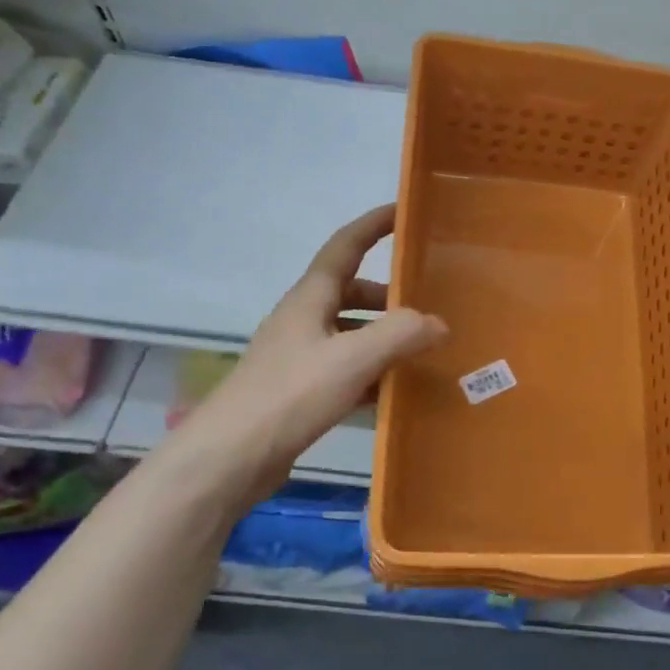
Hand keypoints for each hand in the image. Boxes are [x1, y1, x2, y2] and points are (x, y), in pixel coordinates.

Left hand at [173, 204, 446, 509]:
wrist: (230, 458)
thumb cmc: (290, 395)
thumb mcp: (353, 358)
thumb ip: (401, 334)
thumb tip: (439, 324)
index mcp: (310, 299)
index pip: (345, 246)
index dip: (374, 225)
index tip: (404, 211)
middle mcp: (304, 320)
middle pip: (352, 292)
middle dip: (390, 294)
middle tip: (430, 303)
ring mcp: (300, 357)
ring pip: (351, 333)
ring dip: (385, 336)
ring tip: (424, 350)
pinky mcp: (300, 391)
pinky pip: (347, 369)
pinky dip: (374, 372)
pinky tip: (397, 390)